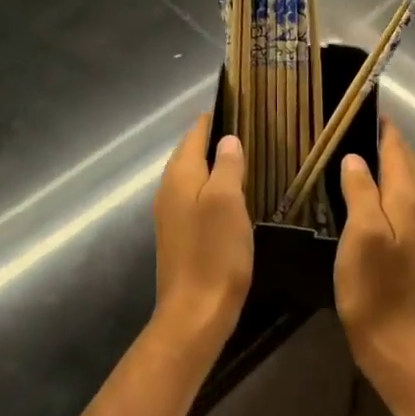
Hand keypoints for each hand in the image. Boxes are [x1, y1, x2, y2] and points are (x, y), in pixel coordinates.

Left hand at [151, 115, 253, 364]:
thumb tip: (228, 139)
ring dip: (212, 164)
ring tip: (243, 156)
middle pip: (190, 153)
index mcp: (180, 176)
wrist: (194, 313)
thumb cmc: (215, 253)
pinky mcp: (178, 235)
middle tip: (246, 127)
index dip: (213, 118)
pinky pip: (194, 197)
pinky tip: (230, 195)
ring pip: (192, 176)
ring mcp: (170, 214)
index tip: (236, 102)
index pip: (195, 134)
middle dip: (213, 138)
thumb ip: (228, 166)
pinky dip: (211, 187)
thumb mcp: (228, 202)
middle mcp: (169, 189)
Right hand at [335, 118, 414, 394]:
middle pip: (404, 162)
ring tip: (352, 145)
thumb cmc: (374, 289)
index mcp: (409, 200)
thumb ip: (360, 191)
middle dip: (383, 138)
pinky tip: (361, 187)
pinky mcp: (408, 246)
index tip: (359, 103)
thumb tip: (354, 157)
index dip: (382, 125)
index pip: (398, 149)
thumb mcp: (361, 234)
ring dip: (383, 160)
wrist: (397, 345)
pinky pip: (396, 200)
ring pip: (401, 180)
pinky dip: (382, 183)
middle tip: (350, 120)